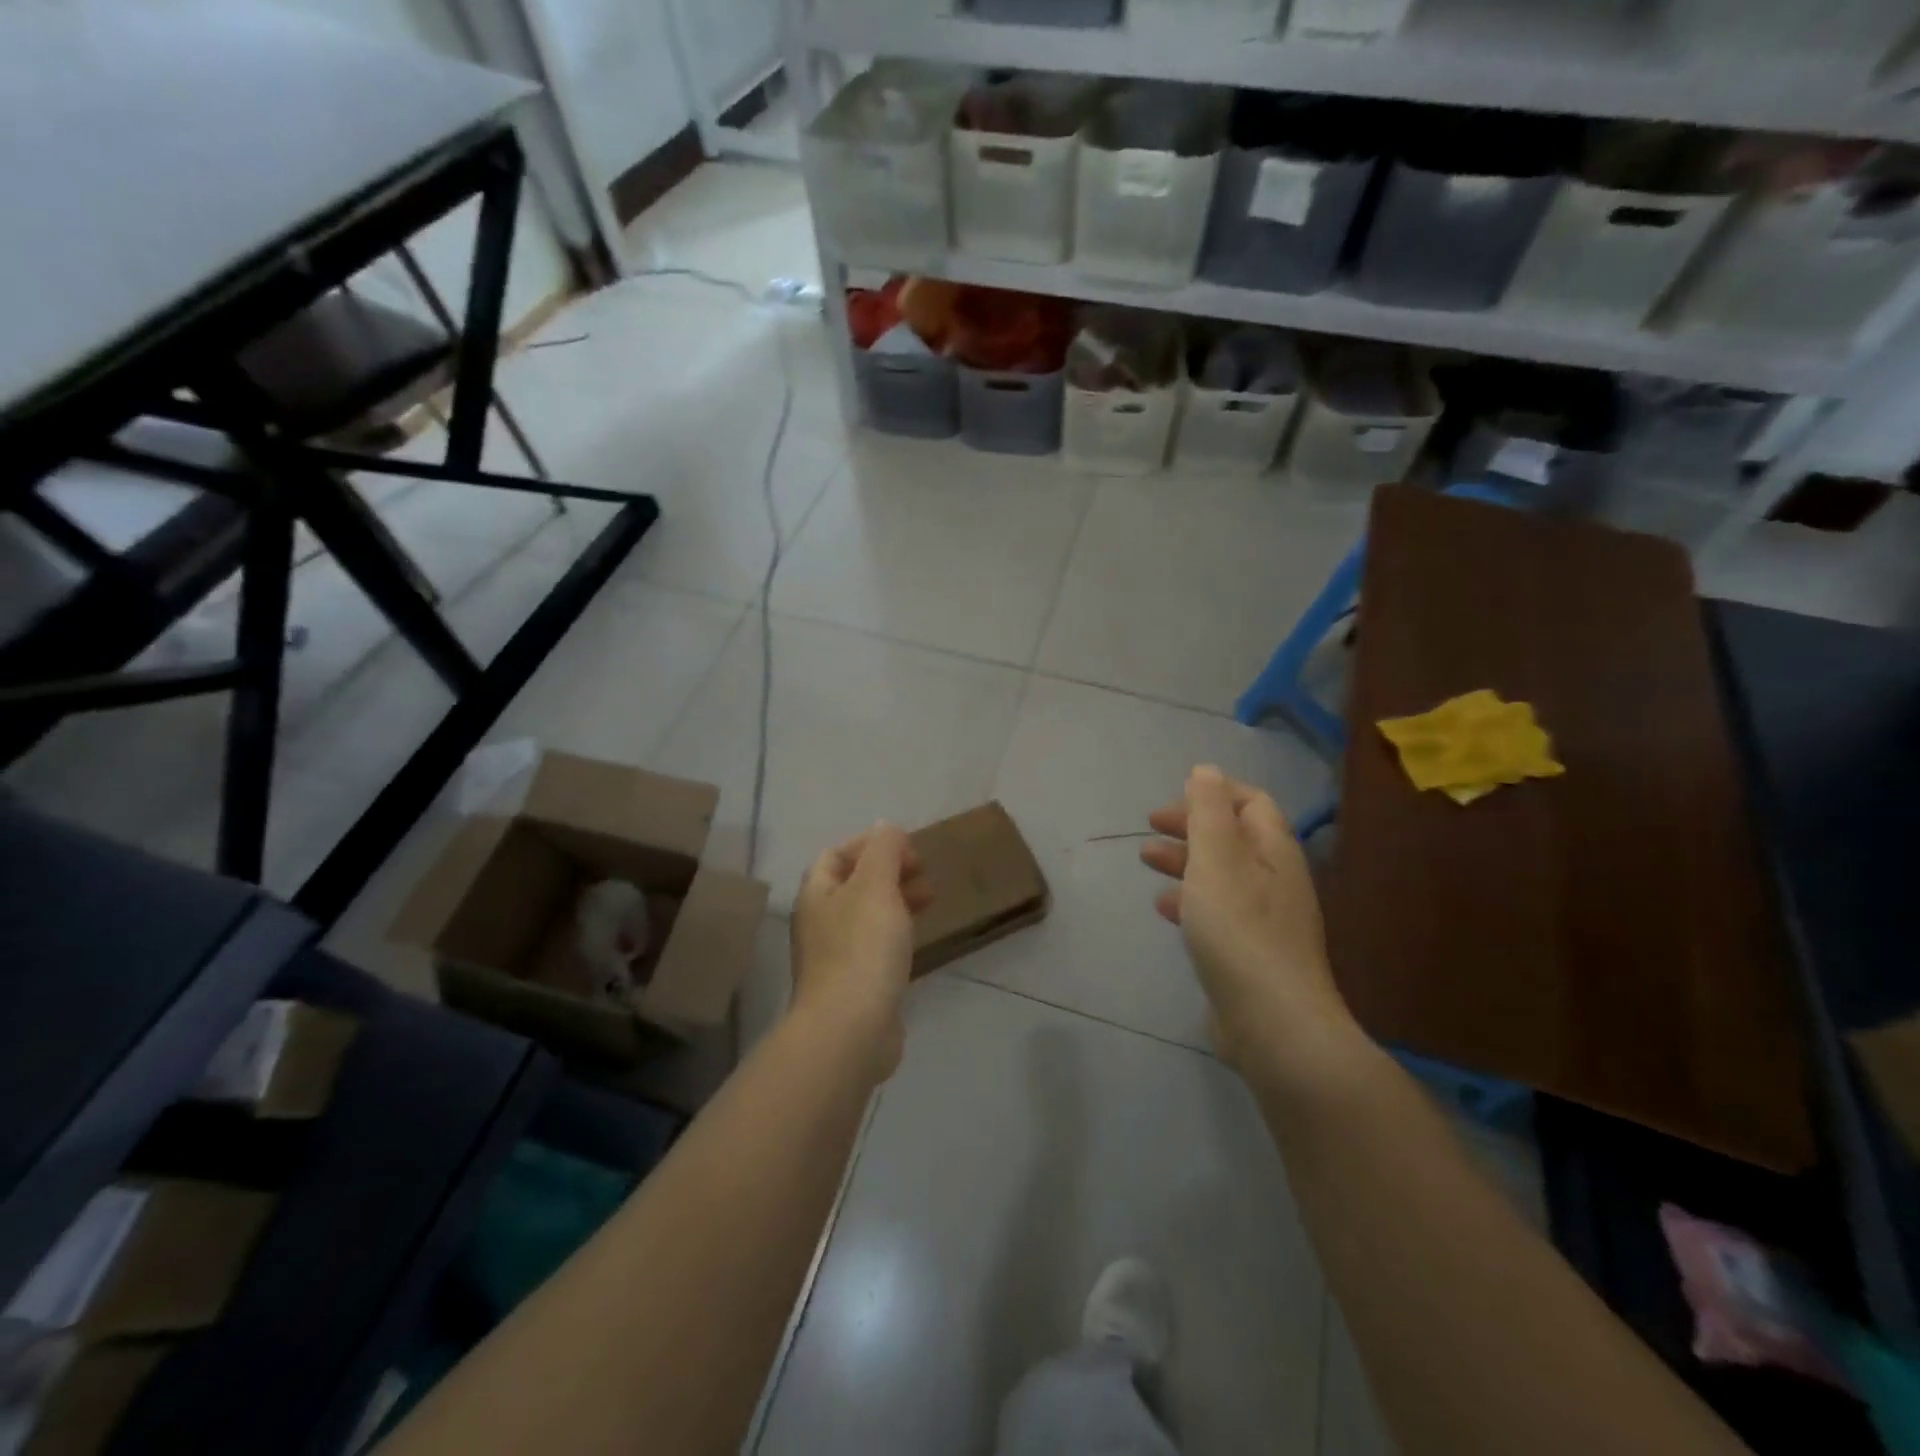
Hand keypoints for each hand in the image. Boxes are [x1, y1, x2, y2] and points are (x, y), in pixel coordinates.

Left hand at [792, 823, 932, 1079]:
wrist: (850, 1029)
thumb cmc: (862, 948)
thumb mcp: (876, 886)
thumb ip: (883, 851)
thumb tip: (886, 827)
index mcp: (817, 894)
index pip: (837, 854)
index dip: (870, 844)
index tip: (907, 849)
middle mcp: (819, 922)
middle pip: (853, 884)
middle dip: (888, 872)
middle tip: (923, 873)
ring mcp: (834, 956)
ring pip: (866, 915)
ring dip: (896, 901)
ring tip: (930, 901)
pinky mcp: (854, 985)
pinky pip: (875, 946)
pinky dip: (896, 933)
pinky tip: (918, 940)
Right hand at [1142, 766, 1354, 1071]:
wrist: (1272, 1023)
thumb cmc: (1239, 930)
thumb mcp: (1216, 860)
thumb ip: (1208, 811)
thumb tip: (1205, 770)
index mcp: (1275, 852)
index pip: (1252, 803)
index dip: (1214, 793)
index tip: (1173, 798)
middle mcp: (1277, 880)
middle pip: (1234, 837)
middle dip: (1191, 826)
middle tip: (1150, 826)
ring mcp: (1267, 920)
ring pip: (1222, 874)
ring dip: (1185, 861)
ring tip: (1146, 860)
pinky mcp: (1252, 954)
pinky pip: (1219, 912)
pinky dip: (1190, 900)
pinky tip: (1165, 909)